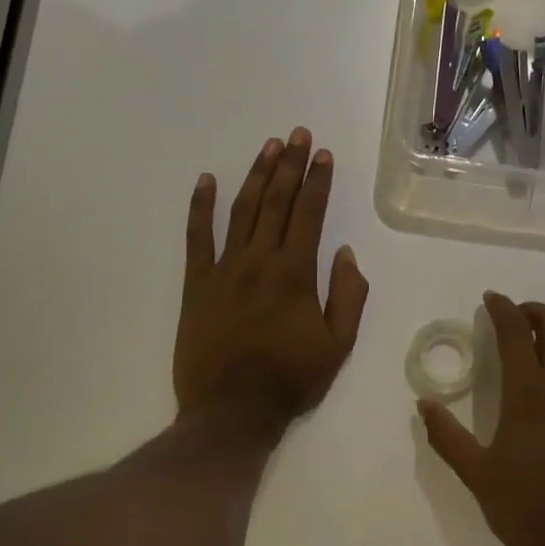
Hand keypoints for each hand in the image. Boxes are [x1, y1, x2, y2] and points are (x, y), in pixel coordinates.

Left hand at [175, 128, 369, 430]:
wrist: (232, 411)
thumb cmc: (291, 379)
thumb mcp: (339, 345)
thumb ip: (348, 296)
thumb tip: (345, 254)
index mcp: (296, 274)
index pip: (310, 214)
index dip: (318, 181)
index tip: (323, 154)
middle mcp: (259, 261)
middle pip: (277, 202)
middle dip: (290, 165)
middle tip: (297, 134)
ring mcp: (224, 270)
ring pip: (241, 211)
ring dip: (256, 176)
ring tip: (269, 147)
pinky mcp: (196, 285)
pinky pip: (196, 238)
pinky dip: (200, 207)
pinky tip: (206, 180)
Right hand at [418, 293, 544, 545]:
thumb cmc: (524, 508)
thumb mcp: (475, 474)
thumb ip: (446, 436)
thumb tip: (425, 405)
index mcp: (527, 392)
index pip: (516, 331)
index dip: (502, 308)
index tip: (491, 300)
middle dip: (534, 311)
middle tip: (517, 318)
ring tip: (543, 344)